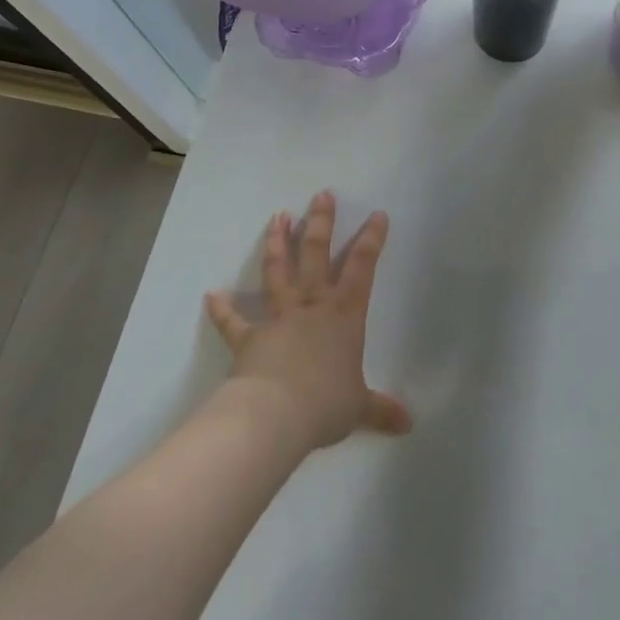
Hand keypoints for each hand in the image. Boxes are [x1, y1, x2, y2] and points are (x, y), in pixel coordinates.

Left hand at [205, 191, 411, 451]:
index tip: (376, 214)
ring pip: (278, 272)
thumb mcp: (359, 407)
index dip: (371, 240)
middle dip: (320, 223)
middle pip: (317, 255)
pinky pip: (234, 321)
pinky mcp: (250, 337)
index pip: (362, 268)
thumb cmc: (325, 403)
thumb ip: (380, 410)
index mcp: (344, 315)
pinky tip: (211, 295)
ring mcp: (279, 318)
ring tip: (277, 216)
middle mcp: (312, 306)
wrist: (275, 415)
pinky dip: (222, 309)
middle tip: (321, 195)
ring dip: (277, 243)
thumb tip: (407, 424)